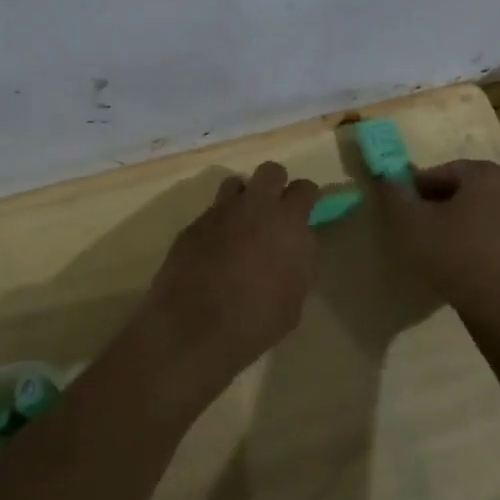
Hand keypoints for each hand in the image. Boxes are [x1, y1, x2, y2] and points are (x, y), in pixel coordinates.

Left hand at [132, 162, 319, 401]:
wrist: (193, 328)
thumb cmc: (255, 320)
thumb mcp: (294, 298)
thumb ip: (300, 262)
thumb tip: (298, 246)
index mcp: (287, 221)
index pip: (305, 189)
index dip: (307, 198)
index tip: (305, 212)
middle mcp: (254, 206)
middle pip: (270, 171)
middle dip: (276, 185)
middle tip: (275, 210)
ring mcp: (220, 211)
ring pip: (236, 184)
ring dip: (244, 198)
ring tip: (243, 224)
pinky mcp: (193, 224)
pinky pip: (212, 211)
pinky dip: (219, 223)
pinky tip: (216, 248)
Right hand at [380, 159, 499, 338]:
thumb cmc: (458, 259)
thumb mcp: (413, 225)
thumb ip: (395, 195)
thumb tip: (388, 177)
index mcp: (490, 175)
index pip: (446, 172)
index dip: (420, 189)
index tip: (406, 210)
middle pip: (474, 193)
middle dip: (448, 207)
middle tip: (427, 233)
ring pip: (497, 218)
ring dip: (475, 229)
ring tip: (454, 256)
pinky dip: (499, 252)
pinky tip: (484, 274)